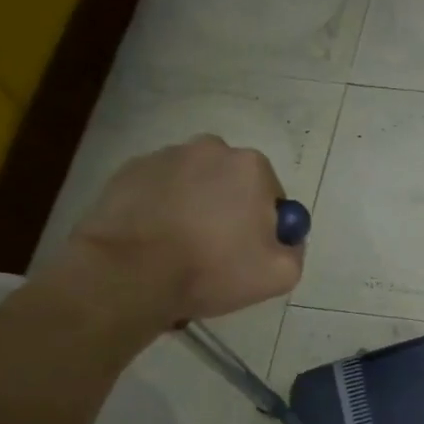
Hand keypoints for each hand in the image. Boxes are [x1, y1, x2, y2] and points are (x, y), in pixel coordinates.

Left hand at [43, 137, 303, 331]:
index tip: (248, 253)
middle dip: (229, 211)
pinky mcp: (128, 172)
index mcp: (251, 166)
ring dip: (194, 208)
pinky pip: (159, 190)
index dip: (265, 228)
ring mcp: (164, 156)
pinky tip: (154, 240)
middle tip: (215, 251)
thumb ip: (295, 249)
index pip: (272, 197)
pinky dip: (161, 209)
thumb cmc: (212, 269)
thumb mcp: (280, 274)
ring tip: (179, 248)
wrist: (128, 274)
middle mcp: (210, 149)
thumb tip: (286, 238)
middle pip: (232, 184)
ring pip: (194, 184)